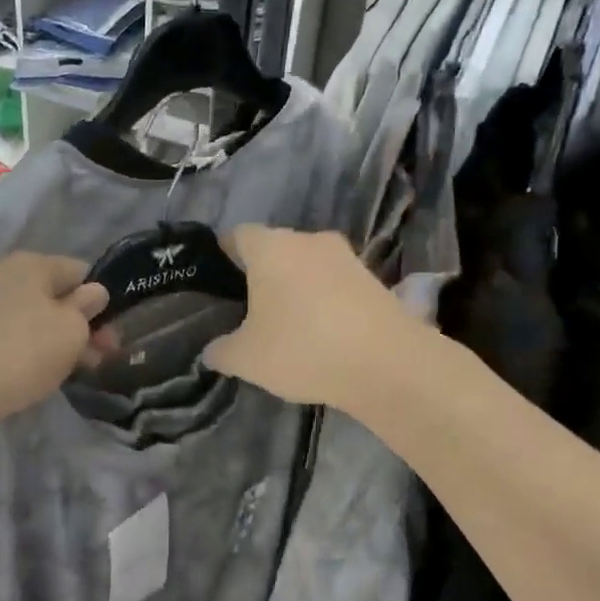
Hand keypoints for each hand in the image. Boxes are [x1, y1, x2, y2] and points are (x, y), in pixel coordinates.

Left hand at [0, 253, 107, 430]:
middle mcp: (1, 271)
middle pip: (53, 295)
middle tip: (94, 362)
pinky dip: (21, 348)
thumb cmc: (19, 354)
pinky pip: (3, 332)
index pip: (81, 272)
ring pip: (28, 316)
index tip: (110, 340)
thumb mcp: (70, 333)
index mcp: (32, 263)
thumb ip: (86, 310)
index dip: (102, 304)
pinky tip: (25, 373)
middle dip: (78, 326)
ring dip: (51, 340)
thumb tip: (93, 292)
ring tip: (64, 373)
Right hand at [204, 226, 408, 406]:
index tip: (217, 281)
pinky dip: (323, 301)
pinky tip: (320, 333)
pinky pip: (335, 284)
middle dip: (261, 274)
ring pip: (308, 266)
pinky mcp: (373, 279)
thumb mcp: (245, 359)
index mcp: (270, 248)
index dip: (224, 255)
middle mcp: (308, 241)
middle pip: (275, 249)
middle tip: (248, 309)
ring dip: (295, 288)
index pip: (238, 236)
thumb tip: (211, 350)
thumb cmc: (302, 349)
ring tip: (286, 324)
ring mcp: (346, 257)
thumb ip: (221, 351)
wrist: (388, 364)